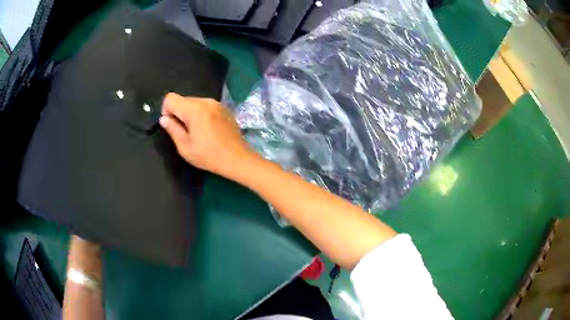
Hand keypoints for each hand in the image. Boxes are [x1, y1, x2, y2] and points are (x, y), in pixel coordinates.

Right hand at [160, 93, 259, 179]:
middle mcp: (206, 101)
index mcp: (194, 108)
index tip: (172, 126)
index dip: (166, 111)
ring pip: (194, 103)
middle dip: (179, 113)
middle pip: (183, 100)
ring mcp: (217, 103)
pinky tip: (208, 130)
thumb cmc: (209, 155)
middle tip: (185, 133)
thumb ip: (172, 129)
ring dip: (190, 114)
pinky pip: (206, 106)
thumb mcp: (185, 147)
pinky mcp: (224, 108)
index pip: (170, 98)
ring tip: (198, 133)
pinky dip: (201, 115)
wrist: (238, 159)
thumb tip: (164, 118)